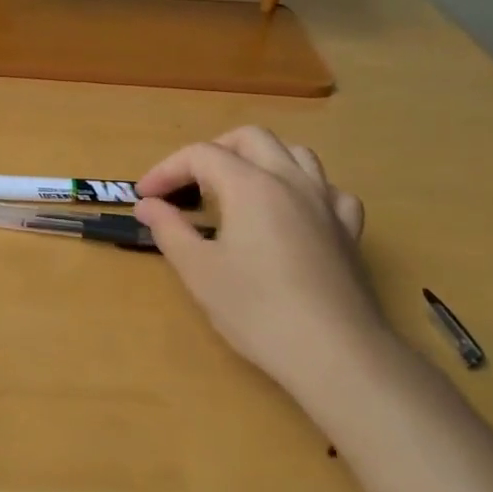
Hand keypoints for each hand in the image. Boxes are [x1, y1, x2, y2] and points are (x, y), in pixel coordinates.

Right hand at [134, 127, 391, 397]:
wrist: (333, 352)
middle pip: (250, 139)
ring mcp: (326, 203)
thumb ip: (169, 229)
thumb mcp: (198, 270)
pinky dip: (302, 189)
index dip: (166, 170)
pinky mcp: (348, 230)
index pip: (200, 155)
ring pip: (294, 154)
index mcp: (250, 186)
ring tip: (236, 189)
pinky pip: (327, 190)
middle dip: (212, 152)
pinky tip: (291, 212)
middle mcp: (291, 181)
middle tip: (187, 184)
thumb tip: (148, 205)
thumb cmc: (255, 309)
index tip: (144, 197)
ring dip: (259, 160)